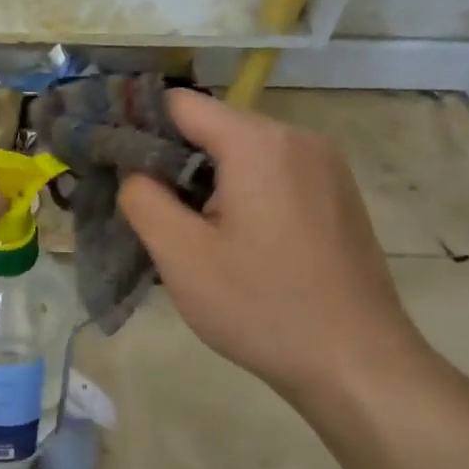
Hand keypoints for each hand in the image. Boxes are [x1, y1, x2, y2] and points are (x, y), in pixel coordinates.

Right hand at [117, 89, 423, 403]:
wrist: (358, 364)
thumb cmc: (262, 306)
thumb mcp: (181, 255)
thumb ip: (142, 199)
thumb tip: (133, 171)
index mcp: (258, 142)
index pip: (181, 104)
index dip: (138, 126)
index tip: (111, 162)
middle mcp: (298, 139)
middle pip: (213, 128)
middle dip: (172, 161)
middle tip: (146, 209)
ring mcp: (325, 167)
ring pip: (243, 154)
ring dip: (206, 182)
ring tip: (186, 232)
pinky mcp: (336, 196)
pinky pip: (272, 175)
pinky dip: (241, 193)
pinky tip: (232, 242)